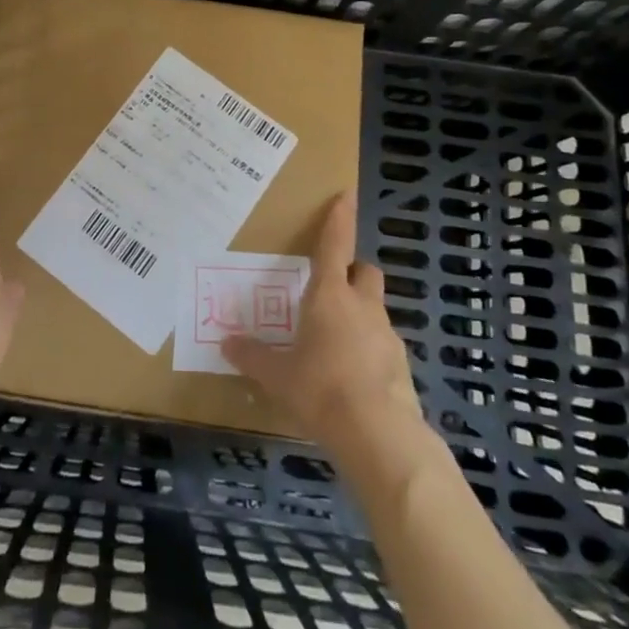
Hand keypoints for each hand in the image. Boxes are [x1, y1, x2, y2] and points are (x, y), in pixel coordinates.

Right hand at [223, 192, 424, 454]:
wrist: (378, 435)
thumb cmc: (321, 389)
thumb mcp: (278, 376)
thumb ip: (253, 356)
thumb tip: (227, 344)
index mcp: (329, 296)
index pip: (335, 245)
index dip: (339, 218)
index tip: (346, 194)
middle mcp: (362, 306)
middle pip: (365, 271)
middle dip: (352, 272)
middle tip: (332, 288)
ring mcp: (386, 335)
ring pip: (375, 309)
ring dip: (360, 315)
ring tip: (336, 343)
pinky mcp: (402, 366)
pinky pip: (382, 346)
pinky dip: (370, 351)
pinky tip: (353, 378)